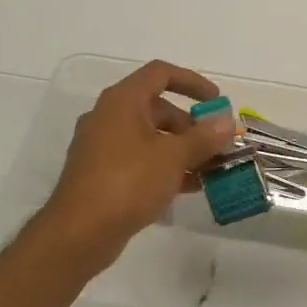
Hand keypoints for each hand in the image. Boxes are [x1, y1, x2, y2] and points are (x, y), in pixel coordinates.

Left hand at [42, 60, 237, 270]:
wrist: (80, 232)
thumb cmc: (128, 182)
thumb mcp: (173, 157)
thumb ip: (204, 137)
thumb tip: (227, 121)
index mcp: (122, 101)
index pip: (160, 73)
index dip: (192, 82)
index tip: (217, 101)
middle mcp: (109, 117)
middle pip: (157, 108)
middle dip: (191, 125)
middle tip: (216, 145)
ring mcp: (102, 147)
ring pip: (150, 138)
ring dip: (182, 149)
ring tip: (210, 169)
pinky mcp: (101, 174)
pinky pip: (140, 160)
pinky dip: (165, 167)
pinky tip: (189, 187)